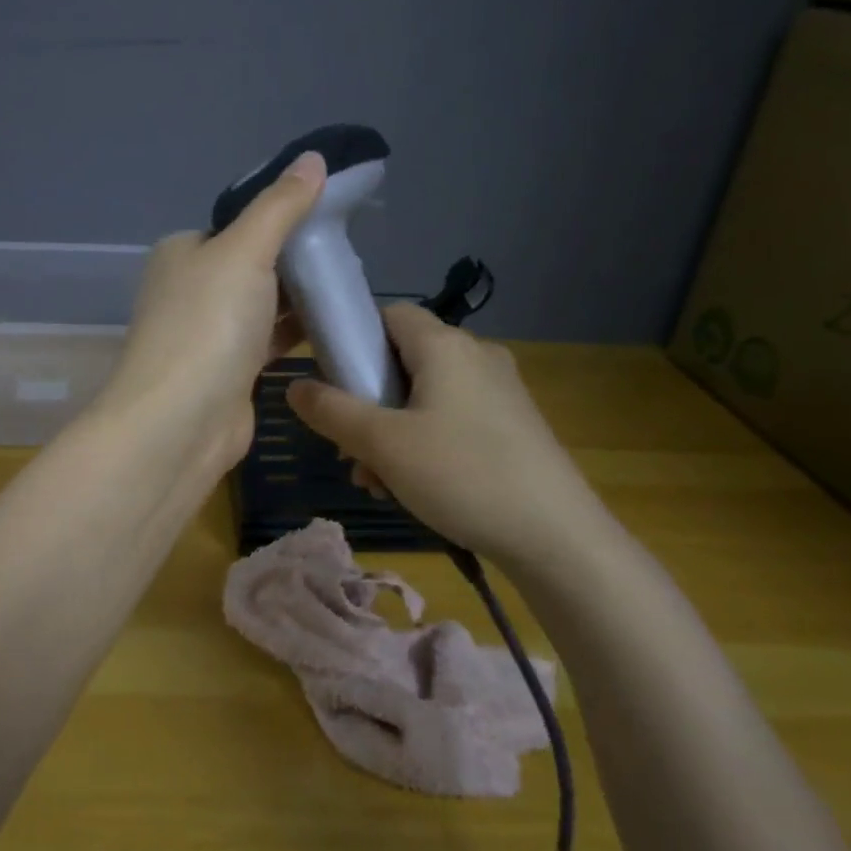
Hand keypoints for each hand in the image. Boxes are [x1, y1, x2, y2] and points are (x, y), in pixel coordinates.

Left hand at [97, 152, 325, 472]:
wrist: (180, 424)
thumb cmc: (207, 325)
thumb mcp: (244, 251)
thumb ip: (279, 207)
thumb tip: (312, 159)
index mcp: (184, 252)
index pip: (237, 224)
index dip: (282, 217)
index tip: (331, 215)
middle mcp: (192, 289)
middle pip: (254, 263)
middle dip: (298, 259)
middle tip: (350, 253)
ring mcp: (209, 334)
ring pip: (263, 304)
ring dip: (301, 297)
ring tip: (351, 285)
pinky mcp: (230, 372)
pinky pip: (270, 341)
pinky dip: (297, 332)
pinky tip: (335, 325)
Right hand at [286, 303, 608, 570]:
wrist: (556, 536)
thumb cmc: (461, 474)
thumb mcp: (382, 444)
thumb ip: (331, 410)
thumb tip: (294, 385)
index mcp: (444, 345)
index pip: (387, 314)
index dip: (352, 338)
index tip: (330, 381)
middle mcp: (475, 356)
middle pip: (402, 361)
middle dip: (366, 403)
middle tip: (349, 449)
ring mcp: (499, 391)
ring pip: (424, 397)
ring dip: (390, 433)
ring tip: (376, 482)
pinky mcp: (512, 425)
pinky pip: (451, 419)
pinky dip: (423, 444)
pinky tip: (412, 488)